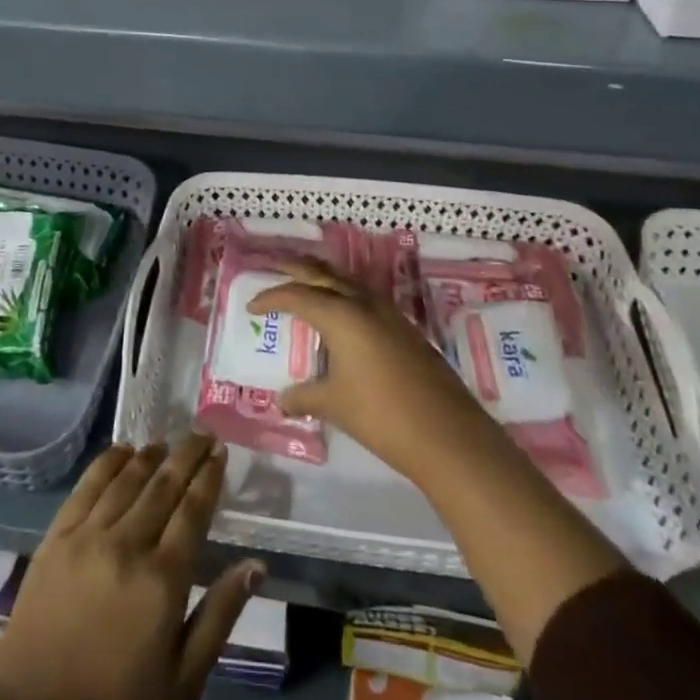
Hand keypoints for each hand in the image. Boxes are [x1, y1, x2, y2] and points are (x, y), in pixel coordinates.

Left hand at [0, 434, 263, 699]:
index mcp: (163, 579)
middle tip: (202, 434)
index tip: (221, 451)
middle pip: (164, 484)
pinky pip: (88, 485)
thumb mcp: (183, 681)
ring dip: (151, 455)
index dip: (209, 476)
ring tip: (166, 442)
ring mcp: (88, 535)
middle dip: (187, 455)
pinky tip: (122, 450)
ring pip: (128, 478)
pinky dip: (108, 462)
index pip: (193, 510)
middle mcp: (128, 544)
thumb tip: (256, 565)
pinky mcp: (57, 535)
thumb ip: (220, 615)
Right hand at [249, 262, 502, 486]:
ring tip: (306, 284)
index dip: (271, 298)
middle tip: (275, 266)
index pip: (296, 295)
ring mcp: (388, 312)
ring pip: (348, 282)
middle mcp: (363, 303)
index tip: (252, 306)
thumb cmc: (382, 415)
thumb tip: (282, 400)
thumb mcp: (335, 405)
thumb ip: (305, 396)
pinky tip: (343, 315)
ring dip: (324, 278)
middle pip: (323, 274)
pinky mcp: (404, 327)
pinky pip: (365, 297)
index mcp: (340, 315)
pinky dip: (345, 295)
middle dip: (297, 268)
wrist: (447, 433)